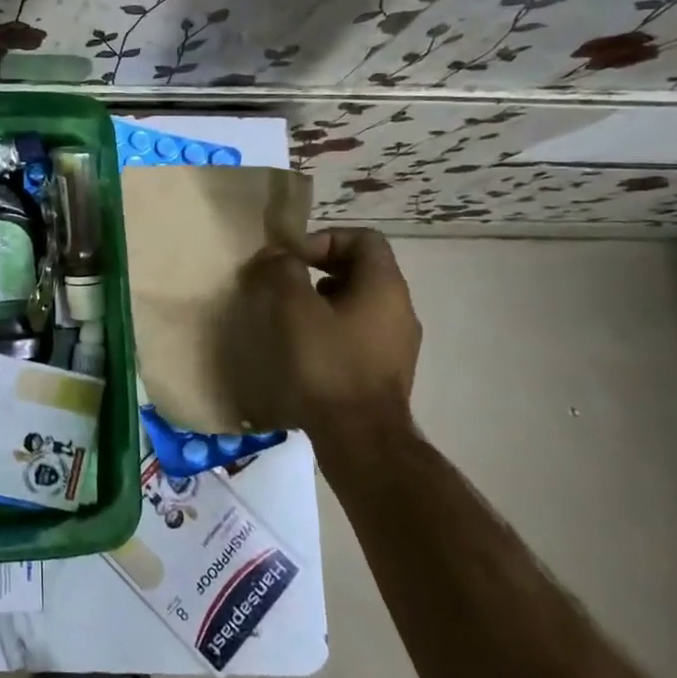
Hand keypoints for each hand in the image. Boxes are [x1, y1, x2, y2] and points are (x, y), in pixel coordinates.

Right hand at [243, 227, 421, 441]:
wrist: (360, 439)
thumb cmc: (328, 365)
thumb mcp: (295, 310)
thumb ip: (283, 271)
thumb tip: (276, 255)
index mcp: (385, 286)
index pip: (363, 238)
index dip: (324, 239)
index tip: (292, 259)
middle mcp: (400, 308)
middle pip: (361, 268)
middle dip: (319, 268)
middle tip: (284, 283)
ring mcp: (397, 341)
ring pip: (358, 301)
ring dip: (323, 299)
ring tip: (289, 316)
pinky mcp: (386, 369)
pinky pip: (359, 330)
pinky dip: (332, 326)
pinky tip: (305, 346)